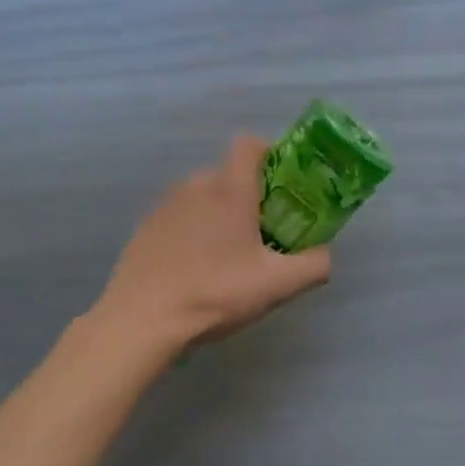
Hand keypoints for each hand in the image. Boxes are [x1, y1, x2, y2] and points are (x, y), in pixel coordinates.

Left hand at [95, 135, 331, 352]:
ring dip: (220, 216)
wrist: (142, 320)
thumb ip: (315, 265)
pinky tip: (196, 270)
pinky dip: (193, 232)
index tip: (283, 186)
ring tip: (228, 258)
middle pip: (229, 176)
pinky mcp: (145, 229)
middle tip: (264, 235)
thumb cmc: (215, 293)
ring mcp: (164, 206)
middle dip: (250, 197)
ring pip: (203, 198)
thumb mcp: (279, 285)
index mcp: (229, 190)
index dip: (270, 155)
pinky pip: (180, 218)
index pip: (249, 145)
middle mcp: (195, 186)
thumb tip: (323, 254)